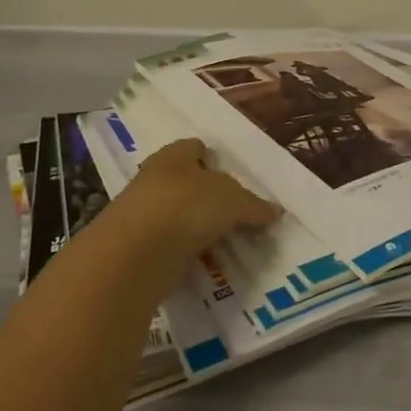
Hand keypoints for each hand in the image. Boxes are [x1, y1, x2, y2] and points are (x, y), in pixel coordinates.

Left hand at [106, 138, 279, 275]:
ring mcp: (142, 214)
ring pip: (176, 215)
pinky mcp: (136, 248)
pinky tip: (204, 262)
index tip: (234, 177)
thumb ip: (255, 206)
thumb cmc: (186, 206)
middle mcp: (154, 178)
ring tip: (224, 241)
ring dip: (195, 227)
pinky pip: (168, 246)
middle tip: (235, 212)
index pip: (195, 147)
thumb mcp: (234, 202)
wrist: (134, 254)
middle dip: (206, 195)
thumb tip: (276, 212)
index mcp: (174, 155)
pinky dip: (184, 252)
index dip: (214, 158)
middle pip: (185, 182)